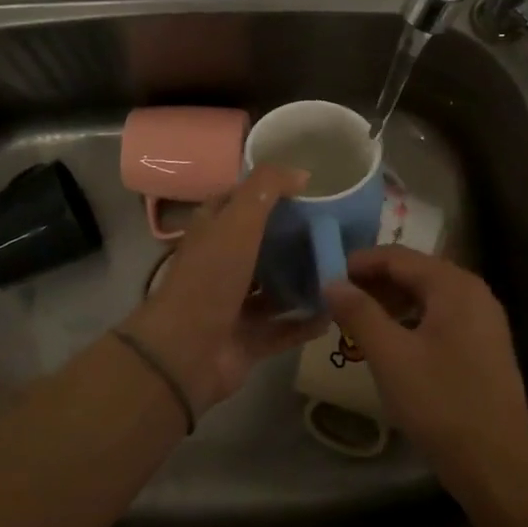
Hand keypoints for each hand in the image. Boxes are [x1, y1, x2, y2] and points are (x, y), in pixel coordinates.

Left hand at [119, 164, 326, 412]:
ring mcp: (235, 305)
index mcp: (213, 231)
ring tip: (343, 269)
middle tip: (337, 230)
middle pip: (262, 245)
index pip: (240, 202)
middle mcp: (222, 264)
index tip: (310, 188)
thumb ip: (266, 189)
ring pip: (274, 287)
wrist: (185, 352)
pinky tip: (336, 312)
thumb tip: (301, 174)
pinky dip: (307, 322)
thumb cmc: (210, 277)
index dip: (269, 191)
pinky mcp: (249, 340)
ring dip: (303, 280)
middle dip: (295, 238)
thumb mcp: (237, 220)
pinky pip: (284, 328)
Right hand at [325, 247, 527, 495]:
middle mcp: (474, 293)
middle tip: (337, 301)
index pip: (398, 257)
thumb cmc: (441, 404)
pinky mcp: (484, 347)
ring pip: (427, 297)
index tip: (326, 277)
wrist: (498, 468)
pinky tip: (390, 344)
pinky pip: (441, 318)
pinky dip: (411, 321)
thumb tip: (332, 282)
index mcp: (454, 286)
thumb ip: (359, 313)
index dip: (359, 263)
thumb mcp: (391, 356)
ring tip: (357, 322)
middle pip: (415, 272)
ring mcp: (483, 321)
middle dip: (374, 283)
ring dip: (391, 302)